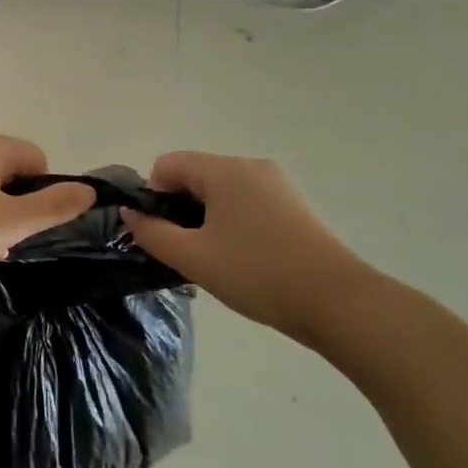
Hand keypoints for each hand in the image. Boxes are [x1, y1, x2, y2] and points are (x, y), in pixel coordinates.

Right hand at [123, 151, 371, 341]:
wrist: (337, 301)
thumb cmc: (257, 273)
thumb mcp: (193, 257)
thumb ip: (152, 233)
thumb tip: (130, 214)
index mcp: (224, 170)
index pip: (167, 165)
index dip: (153, 197)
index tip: (163, 235)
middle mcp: (250, 166)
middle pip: (195, 175)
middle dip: (180, 210)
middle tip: (186, 252)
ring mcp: (276, 185)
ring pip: (220, 192)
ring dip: (205, 219)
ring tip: (214, 260)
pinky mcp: (292, 206)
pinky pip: (245, 203)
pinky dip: (231, 223)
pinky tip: (242, 259)